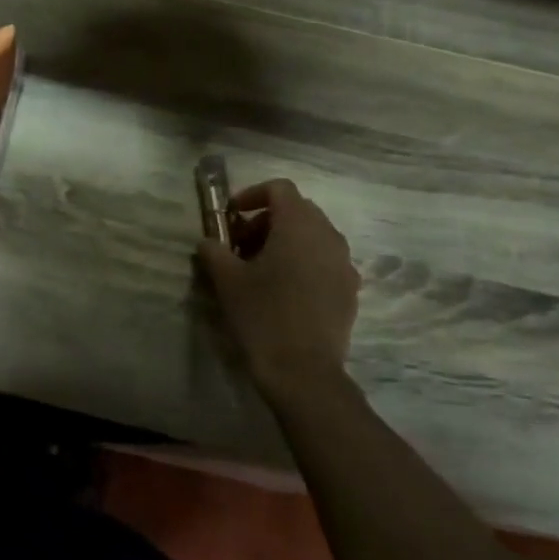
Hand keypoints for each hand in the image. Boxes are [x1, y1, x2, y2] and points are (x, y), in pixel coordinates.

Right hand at [195, 179, 359, 397]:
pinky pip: (325, 261)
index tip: (231, 216)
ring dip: (285, 241)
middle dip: (266, 220)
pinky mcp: (350, 289)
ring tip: (260, 268)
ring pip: (313, 236)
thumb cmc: (261, 315)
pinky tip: (283, 290)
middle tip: (240, 245)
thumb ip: (214, 251)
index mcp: (298, 226)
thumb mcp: (226, 280)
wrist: (302, 371)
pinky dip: (303, 262)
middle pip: (298, 210)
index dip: (252, 195)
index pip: (280, 188)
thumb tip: (208, 242)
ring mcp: (344, 264)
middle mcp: (328, 236)